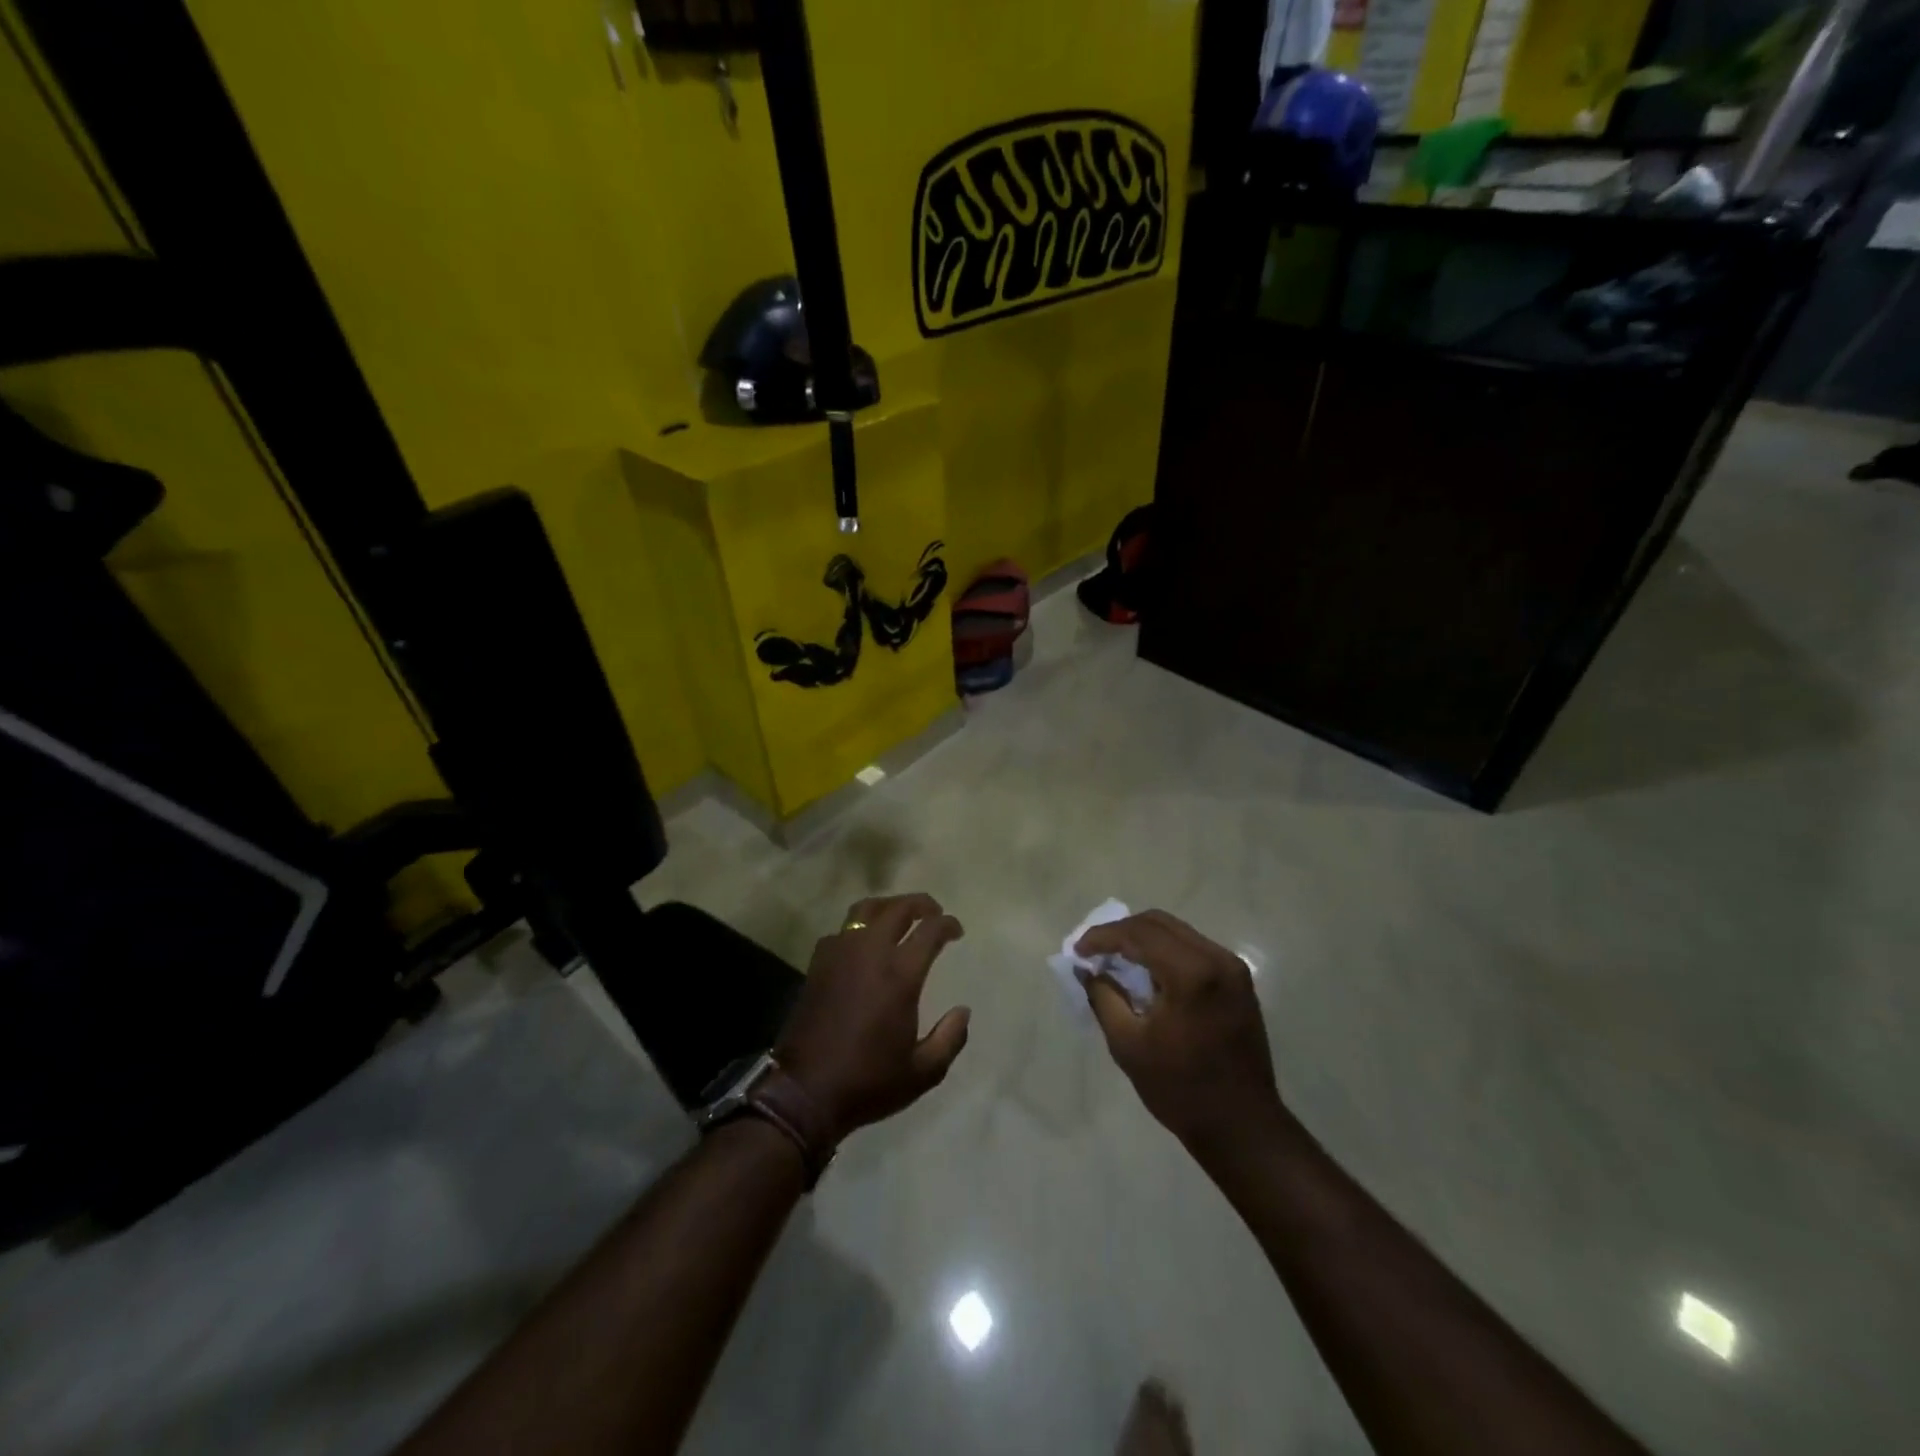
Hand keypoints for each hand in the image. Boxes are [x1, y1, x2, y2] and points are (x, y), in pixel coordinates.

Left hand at [777, 893, 970, 1141]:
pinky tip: (864, 943)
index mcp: (900, 974)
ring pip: (866, 909)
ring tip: (900, 915)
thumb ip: (950, 1039)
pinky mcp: (818, 963)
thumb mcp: (923, 1072)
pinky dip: (859, 927)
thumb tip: (963, 1011)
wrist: (805, 1091)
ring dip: (888, 905)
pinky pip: (842, 930)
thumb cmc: (868, 1081)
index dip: (948, 924)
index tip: (956, 930)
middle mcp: (871, 953)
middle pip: (898, 908)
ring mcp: (840, 954)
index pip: (930, 931)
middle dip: (921, 904)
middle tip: (934, 912)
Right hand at [1076, 910, 1283, 1157]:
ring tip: (1116, 959)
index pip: (1139, 934)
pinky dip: (1165, 952)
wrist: (1242, 1127)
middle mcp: (1217, 959)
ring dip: (1143, 940)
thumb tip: (1087, 969)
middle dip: (1122, 932)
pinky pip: (1193, 949)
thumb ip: (1103, 996)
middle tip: (1094, 951)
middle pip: (1159, 923)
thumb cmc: (1180, 1089)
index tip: (1077, 951)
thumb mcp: (1128, 1044)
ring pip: (1177, 932)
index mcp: (1192, 973)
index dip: (1103, 936)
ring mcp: (1233, 968)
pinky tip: (1147, 972)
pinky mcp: (1238, 981)